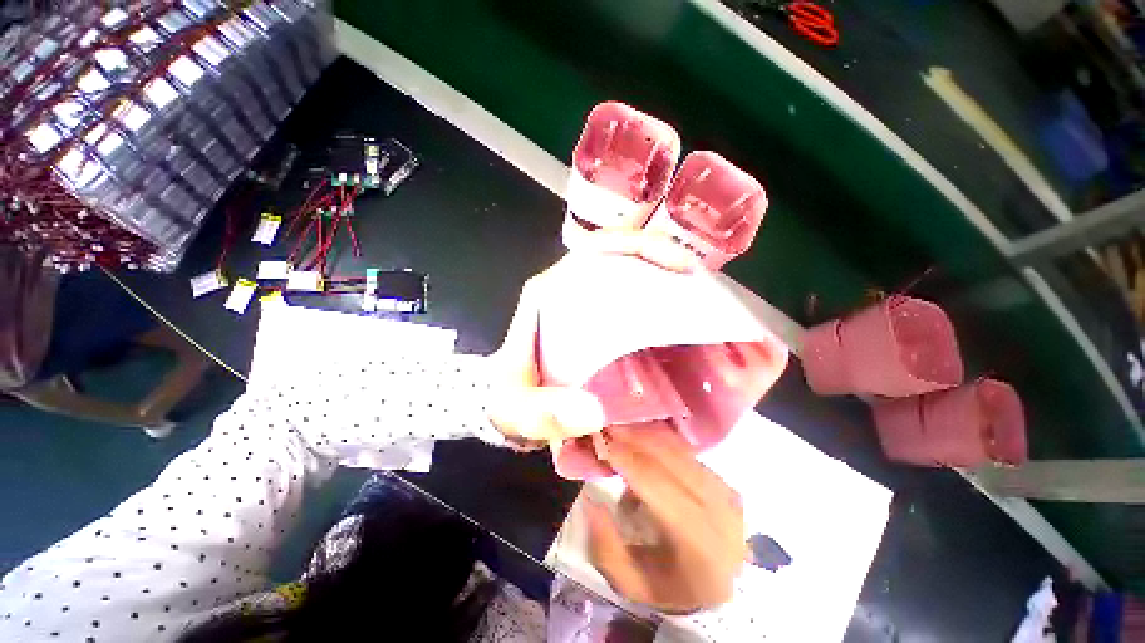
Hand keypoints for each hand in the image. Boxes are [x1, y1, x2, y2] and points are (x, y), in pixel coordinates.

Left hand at [487, 231, 697, 445]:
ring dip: (664, 275)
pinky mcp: (595, 317)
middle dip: (662, 257)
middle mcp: (568, 286)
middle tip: (701, 282)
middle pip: (620, 253)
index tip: (678, 266)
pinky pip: (630, 297)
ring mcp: (583, 299)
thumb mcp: (517, 407)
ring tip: (700, 296)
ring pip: (628, 271)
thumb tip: (594, 411)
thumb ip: (544, 413)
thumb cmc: (508, 397)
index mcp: (549, 291)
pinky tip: (679, 318)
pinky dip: (657, 299)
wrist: (504, 402)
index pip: (595, 249)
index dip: (638, 246)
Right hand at [583, 422, 745, 613]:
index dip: (626, 459)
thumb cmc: (671, 589)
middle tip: (606, 427)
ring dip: (646, 436)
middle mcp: (719, 511)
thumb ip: (605, 547)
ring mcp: (726, 494)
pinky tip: (641, 440)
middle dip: (633, 439)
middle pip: (669, 459)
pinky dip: (661, 443)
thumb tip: (589, 500)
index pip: (656, 485)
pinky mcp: (725, 482)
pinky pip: (687, 453)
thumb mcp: (631, 583)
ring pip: (679, 451)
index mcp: (699, 543)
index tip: (599, 441)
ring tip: (619, 430)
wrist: (718, 591)